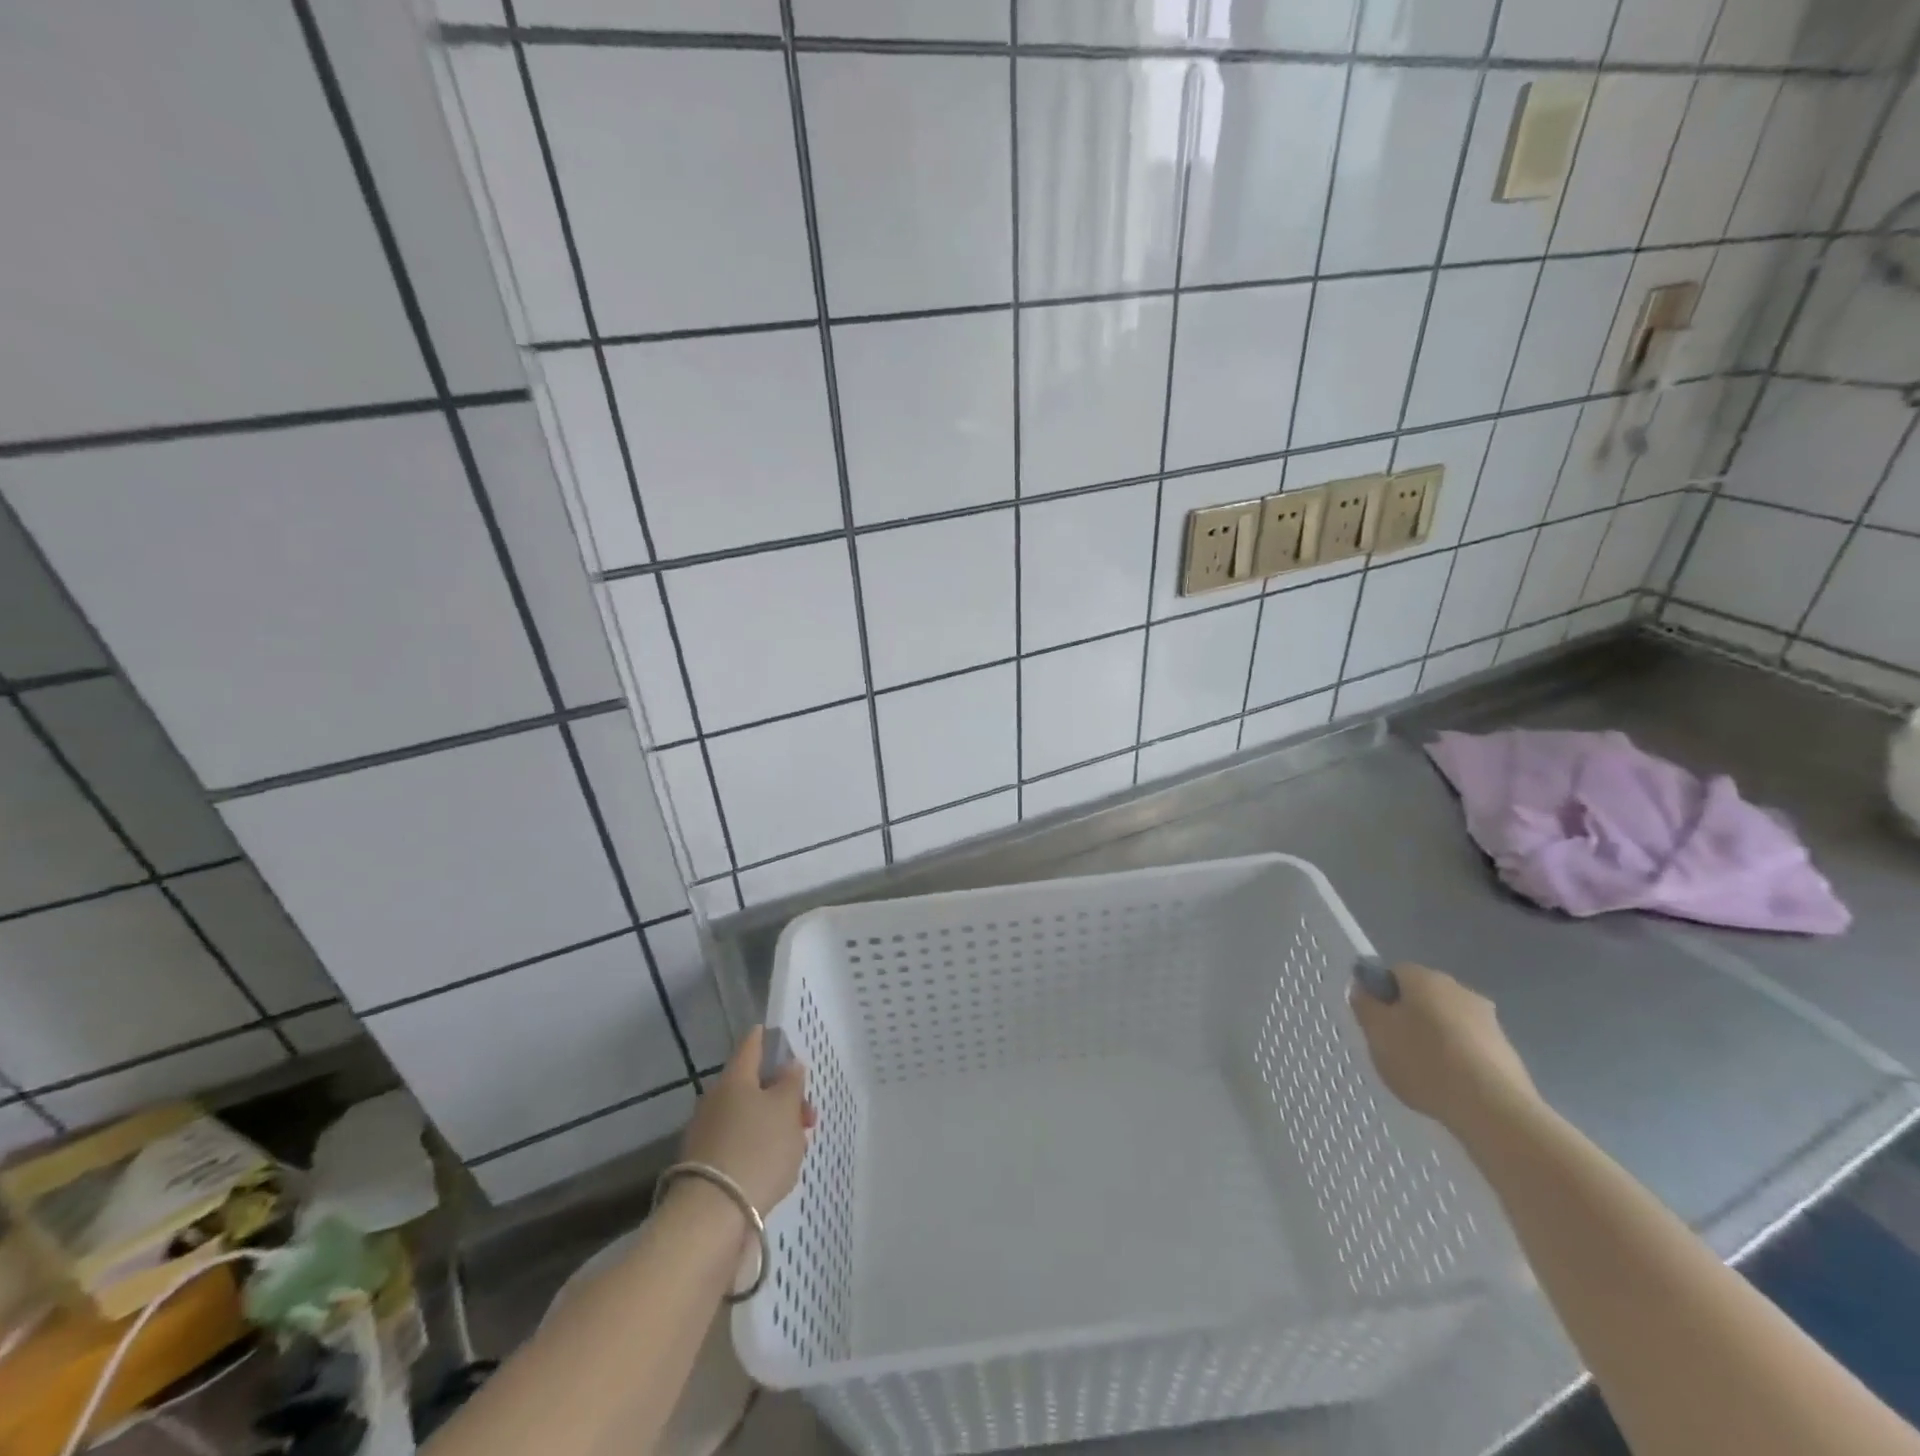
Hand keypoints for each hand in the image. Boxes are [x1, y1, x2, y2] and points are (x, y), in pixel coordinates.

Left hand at [680, 1027, 814, 1215]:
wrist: (712, 1218)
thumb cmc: (757, 1150)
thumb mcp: (786, 1110)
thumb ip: (790, 1083)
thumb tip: (787, 1065)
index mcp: (735, 1078)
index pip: (752, 1044)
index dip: (769, 1039)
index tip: (785, 1041)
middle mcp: (716, 1100)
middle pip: (753, 1086)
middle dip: (782, 1096)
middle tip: (807, 1117)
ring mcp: (708, 1135)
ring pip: (748, 1118)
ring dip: (773, 1127)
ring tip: (796, 1150)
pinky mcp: (707, 1168)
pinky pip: (740, 1147)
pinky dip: (759, 1151)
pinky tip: (776, 1171)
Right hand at [1349, 962, 1537, 1131]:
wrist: (1495, 1110)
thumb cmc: (1425, 1062)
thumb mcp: (1377, 1033)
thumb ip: (1364, 1005)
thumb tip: (1363, 988)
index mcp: (1425, 978)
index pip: (1393, 973)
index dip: (1379, 995)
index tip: (1374, 1023)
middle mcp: (1459, 989)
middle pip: (1422, 996)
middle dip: (1407, 1017)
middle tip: (1394, 1048)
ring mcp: (1488, 1019)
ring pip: (1447, 1021)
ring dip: (1433, 1038)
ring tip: (1423, 1072)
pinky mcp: (1506, 1050)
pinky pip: (1468, 1046)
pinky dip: (1456, 1059)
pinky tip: (1450, 1085)